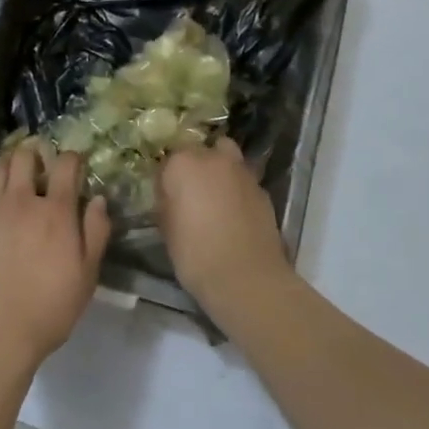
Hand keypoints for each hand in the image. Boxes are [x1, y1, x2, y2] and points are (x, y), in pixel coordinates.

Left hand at [0, 145, 109, 386]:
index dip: (72, 158)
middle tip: (39, 162)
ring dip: (7, 162)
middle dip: (35, 153)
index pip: (66, 166)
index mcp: (55, 211)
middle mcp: (20, 201)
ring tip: (12, 168)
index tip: (74, 162)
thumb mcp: (87, 276)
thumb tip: (98, 199)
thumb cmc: (47, 309)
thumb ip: (96, 233)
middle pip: (25, 158)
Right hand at [157, 138, 292, 314]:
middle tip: (191, 192)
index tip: (165, 195)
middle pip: (201, 150)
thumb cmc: (195, 253)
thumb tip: (170, 194)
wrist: (245, 277)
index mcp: (183, 163)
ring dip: (220, 172)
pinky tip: (233, 214)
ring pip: (227, 159)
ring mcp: (243, 172)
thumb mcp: (166, 227)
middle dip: (196, 165)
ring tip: (214, 199)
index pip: (168, 158)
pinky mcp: (263, 190)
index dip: (166, 177)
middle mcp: (214, 158)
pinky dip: (237, 190)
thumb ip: (166, 201)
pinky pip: (244, 181)